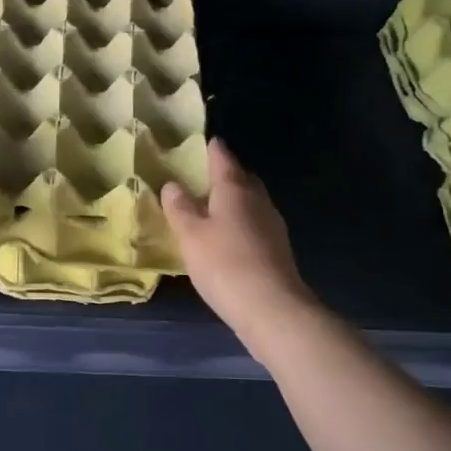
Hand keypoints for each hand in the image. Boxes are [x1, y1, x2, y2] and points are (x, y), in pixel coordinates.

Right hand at [162, 138, 315, 339]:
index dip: (211, 148)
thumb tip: (173, 185)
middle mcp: (257, 198)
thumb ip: (180, 208)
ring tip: (208, 209)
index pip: (222, 156)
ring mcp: (272, 223)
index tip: (201, 142)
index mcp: (235, 188)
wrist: (272, 308)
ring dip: (232, 201)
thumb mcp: (190, 235)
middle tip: (200, 179)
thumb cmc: (225, 264)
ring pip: (249, 201)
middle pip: (241, 177)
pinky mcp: (277, 247)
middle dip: (224, 174)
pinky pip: (254, 223)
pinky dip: (239, 222)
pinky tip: (226, 238)